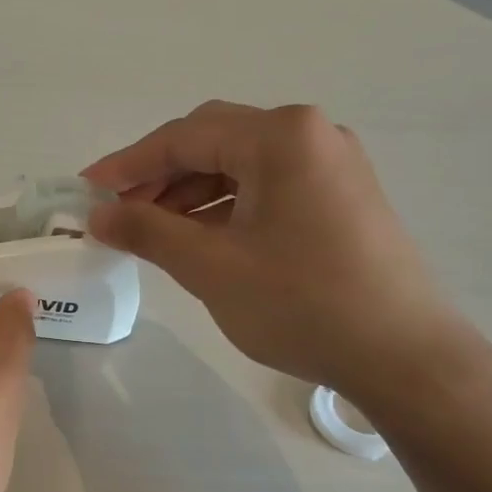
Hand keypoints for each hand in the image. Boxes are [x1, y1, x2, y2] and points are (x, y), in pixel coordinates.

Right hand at [82, 101, 470, 400]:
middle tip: (119, 213)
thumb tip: (97, 215)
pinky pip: (268, 186)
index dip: (128, 163)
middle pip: (213, 141)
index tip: (86, 189)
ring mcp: (332, 164)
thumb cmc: (302, 304)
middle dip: (159, 175)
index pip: (184, 136)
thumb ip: (147, 231)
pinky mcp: (342, 196)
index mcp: (281, 136)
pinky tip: (202, 238)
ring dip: (191, 192)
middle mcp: (311, 134)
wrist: (404, 356)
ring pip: (240, 165)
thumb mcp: (211, 266)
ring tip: (153, 231)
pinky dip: (227, 205)